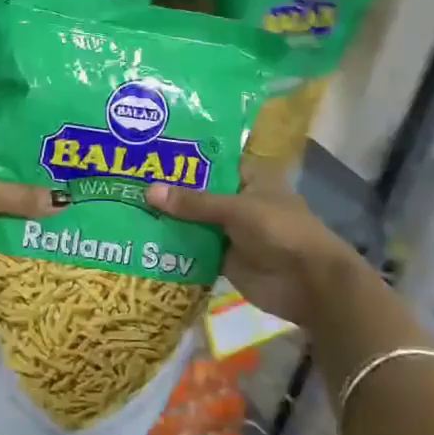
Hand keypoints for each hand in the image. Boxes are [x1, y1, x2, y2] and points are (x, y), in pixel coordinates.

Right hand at [144, 174, 363, 327]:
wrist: (310, 284)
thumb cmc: (281, 231)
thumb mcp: (237, 209)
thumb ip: (194, 202)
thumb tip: (149, 191)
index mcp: (247, 176)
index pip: (210, 160)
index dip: (182, 156)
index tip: (146, 150)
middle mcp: (236, 199)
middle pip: (197, 191)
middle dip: (167, 189)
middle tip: (124, 179)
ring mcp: (229, 229)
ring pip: (192, 219)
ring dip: (167, 218)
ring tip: (123, 206)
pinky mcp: (222, 257)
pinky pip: (193, 247)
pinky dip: (173, 245)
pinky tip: (140, 239)